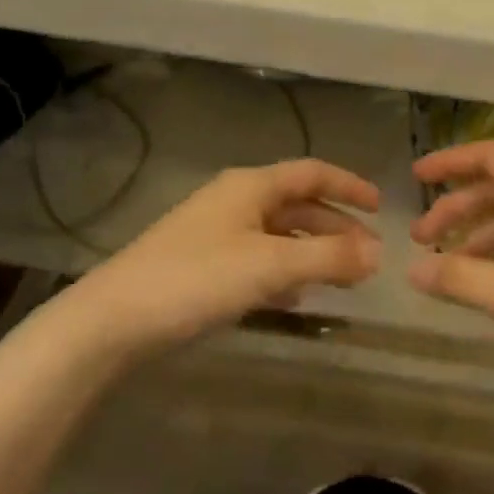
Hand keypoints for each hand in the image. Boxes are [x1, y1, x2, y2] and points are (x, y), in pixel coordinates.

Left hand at [70, 160, 380, 361]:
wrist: (113, 321)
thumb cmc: (197, 279)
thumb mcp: (271, 265)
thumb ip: (328, 257)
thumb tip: (378, 255)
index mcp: (251, 186)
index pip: (312, 172)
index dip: (349, 186)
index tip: (381, 208)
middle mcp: (234, 201)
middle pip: (298, 205)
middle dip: (336, 227)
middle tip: (369, 256)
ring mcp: (215, 234)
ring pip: (279, 235)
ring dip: (313, 252)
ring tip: (342, 278)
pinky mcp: (201, 266)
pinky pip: (257, 260)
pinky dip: (284, 273)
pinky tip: (294, 299)